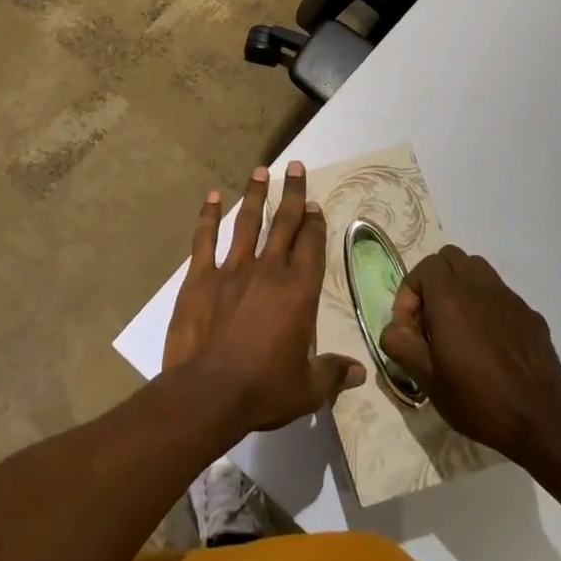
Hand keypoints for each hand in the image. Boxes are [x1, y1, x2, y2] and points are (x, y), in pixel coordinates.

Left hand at [163, 162, 364, 434]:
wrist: (208, 393)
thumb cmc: (263, 390)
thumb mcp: (307, 389)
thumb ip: (333, 374)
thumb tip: (360, 373)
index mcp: (298, 291)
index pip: (311, 246)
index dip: (314, 223)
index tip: (314, 205)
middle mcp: (269, 270)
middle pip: (284, 223)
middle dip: (292, 193)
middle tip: (296, 166)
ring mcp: (232, 270)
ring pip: (247, 223)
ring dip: (255, 195)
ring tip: (260, 171)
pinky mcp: (200, 277)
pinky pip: (204, 240)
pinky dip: (207, 216)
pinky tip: (211, 196)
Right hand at [381, 246, 560, 466]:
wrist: (540, 422)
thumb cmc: (477, 400)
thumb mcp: (426, 379)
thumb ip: (400, 344)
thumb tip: (395, 328)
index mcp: (450, 298)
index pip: (424, 266)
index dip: (410, 292)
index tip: (411, 328)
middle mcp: (480, 287)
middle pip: (451, 258)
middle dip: (434, 281)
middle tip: (431, 319)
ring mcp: (510, 299)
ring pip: (478, 270)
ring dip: (461, 287)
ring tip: (458, 324)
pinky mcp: (531, 315)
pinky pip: (501, 295)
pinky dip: (487, 306)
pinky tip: (490, 343)